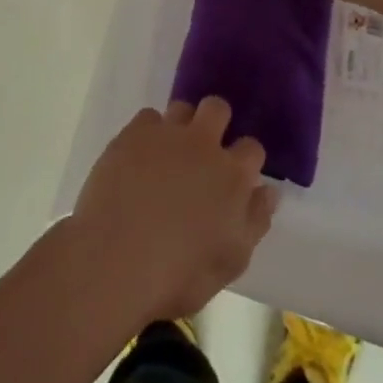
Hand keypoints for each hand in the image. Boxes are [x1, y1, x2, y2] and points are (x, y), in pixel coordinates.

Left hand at [69, 98, 276, 324]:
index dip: (245, 160)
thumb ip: (255, 221)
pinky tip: (140, 158)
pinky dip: (148, 133)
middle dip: (216, 123)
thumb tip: (268, 191)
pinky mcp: (133, 134)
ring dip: (181, 126)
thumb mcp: (231, 261)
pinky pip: (148, 118)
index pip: (252, 148)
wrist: (115, 261)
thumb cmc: (178, 274)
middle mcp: (203, 144)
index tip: (235, 177)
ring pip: (182, 108)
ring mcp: (166, 134)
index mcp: (232, 176)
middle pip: (217, 108)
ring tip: (168, 155)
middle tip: (203, 153)